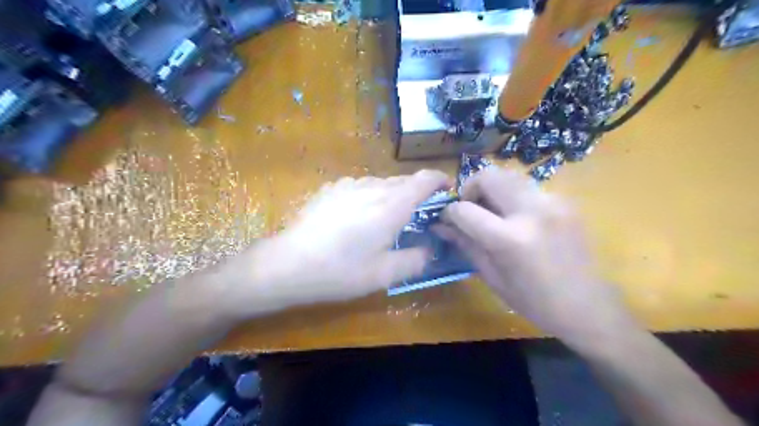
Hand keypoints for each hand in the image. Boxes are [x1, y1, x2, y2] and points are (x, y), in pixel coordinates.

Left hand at [223, 170, 449, 316]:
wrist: (288, 264)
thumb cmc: (340, 271)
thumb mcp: (384, 274)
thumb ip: (416, 259)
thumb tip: (430, 249)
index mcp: (391, 205)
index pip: (424, 179)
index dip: (440, 180)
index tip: (447, 190)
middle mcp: (372, 187)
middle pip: (404, 181)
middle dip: (416, 194)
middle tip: (417, 217)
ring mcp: (348, 185)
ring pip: (381, 184)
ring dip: (392, 197)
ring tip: (384, 221)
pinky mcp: (330, 189)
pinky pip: (360, 187)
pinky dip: (369, 197)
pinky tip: (356, 218)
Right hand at [433, 166, 636, 345]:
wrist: (590, 308)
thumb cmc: (535, 302)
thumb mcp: (493, 277)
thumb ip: (465, 244)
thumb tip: (440, 226)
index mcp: (510, 239)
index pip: (464, 209)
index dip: (449, 212)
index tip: (446, 219)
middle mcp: (531, 211)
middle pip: (488, 175)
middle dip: (470, 187)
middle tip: (470, 208)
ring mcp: (552, 202)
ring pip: (509, 176)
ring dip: (493, 189)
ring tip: (493, 212)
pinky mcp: (565, 201)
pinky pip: (528, 187)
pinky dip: (513, 196)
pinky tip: (517, 218)